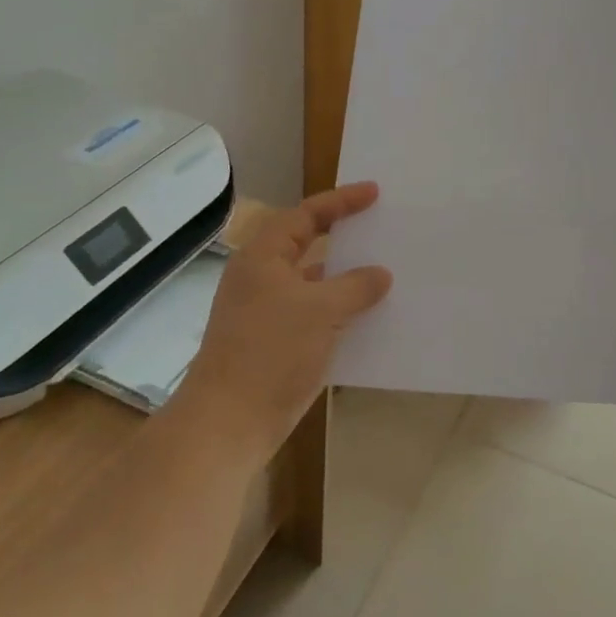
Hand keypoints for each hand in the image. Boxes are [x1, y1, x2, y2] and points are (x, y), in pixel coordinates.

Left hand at [178, 183, 392, 464]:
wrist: (229, 422)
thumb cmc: (270, 353)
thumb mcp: (320, 311)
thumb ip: (355, 286)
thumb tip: (380, 274)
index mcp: (263, 258)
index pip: (305, 215)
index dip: (340, 201)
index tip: (374, 193)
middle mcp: (262, 279)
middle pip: (307, 245)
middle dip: (344, 237)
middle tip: (381, 228)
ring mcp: (267, 313)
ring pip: (314, 284)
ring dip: (346, 279)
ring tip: (386, 273)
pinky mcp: (275, 344)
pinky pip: (315, 315)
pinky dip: (340, 312)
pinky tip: (370, 319)